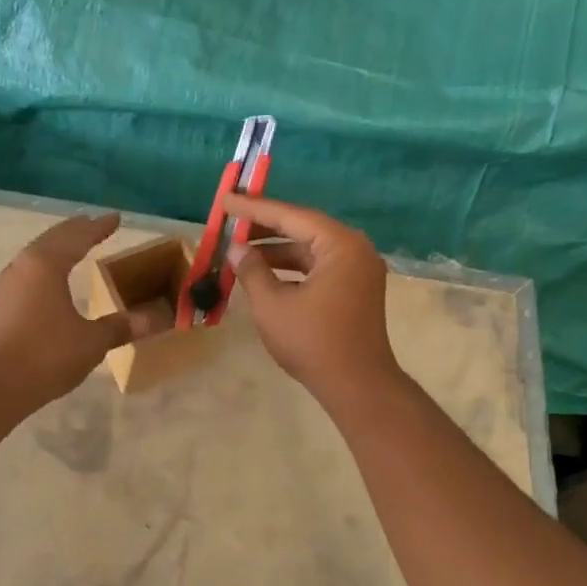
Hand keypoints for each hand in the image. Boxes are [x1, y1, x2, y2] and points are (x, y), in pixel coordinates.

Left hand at [0, 213, 156, 405]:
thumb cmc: (47, 355)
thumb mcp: (91, 342)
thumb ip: (120, 326)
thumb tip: (152, 319)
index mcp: (46, 264)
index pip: (78, 236)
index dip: (99, 227)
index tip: (116, 218)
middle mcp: (24, 265)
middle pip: (53, 239)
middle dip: (76, 230)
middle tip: (94, 224)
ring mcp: (8, 284)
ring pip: (37, 254)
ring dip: (58, 247)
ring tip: (75, 246)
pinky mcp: (0, 304)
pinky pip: (28, 272)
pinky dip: (46, 266)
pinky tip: (52, 279)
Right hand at [225, 194, 400, 400]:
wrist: (357, 385)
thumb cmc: (313, 342)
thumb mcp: (272, 304)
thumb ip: (252, 271)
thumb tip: (236, 250)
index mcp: (340, 245)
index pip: (291, 216)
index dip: (255, 209)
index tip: (227, 200)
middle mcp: (355, 250)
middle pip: (304, 229)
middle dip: (266, 228)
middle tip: (231, 222)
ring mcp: (359, 271)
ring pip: (311, 250)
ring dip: (277, 251)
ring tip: (241, 251)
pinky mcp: (356, 291)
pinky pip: (319, 268)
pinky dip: (292, 269)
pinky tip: (265, 274)